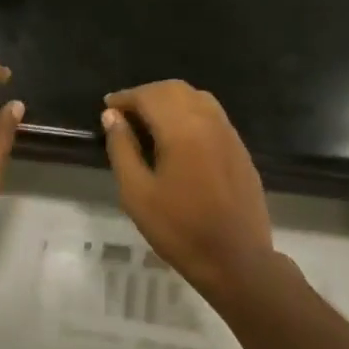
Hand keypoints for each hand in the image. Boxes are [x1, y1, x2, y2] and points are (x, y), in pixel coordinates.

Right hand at [102, 81, 273, 298]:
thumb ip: (122, 149)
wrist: (236, 259)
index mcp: (182, 129)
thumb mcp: (137, 193)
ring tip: (148, 122)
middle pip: (175, 89)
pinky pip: (212, 116)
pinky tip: (177, 138)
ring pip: (197, 98)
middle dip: (147, 94)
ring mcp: (229, 134)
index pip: (150, 96)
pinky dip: (189, 113)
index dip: (125, 97)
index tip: (107, 107)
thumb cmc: (178, 229)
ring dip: (170, 101)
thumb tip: (112, 117)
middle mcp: (209, 121)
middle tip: (124, 114)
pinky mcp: (240, 149)